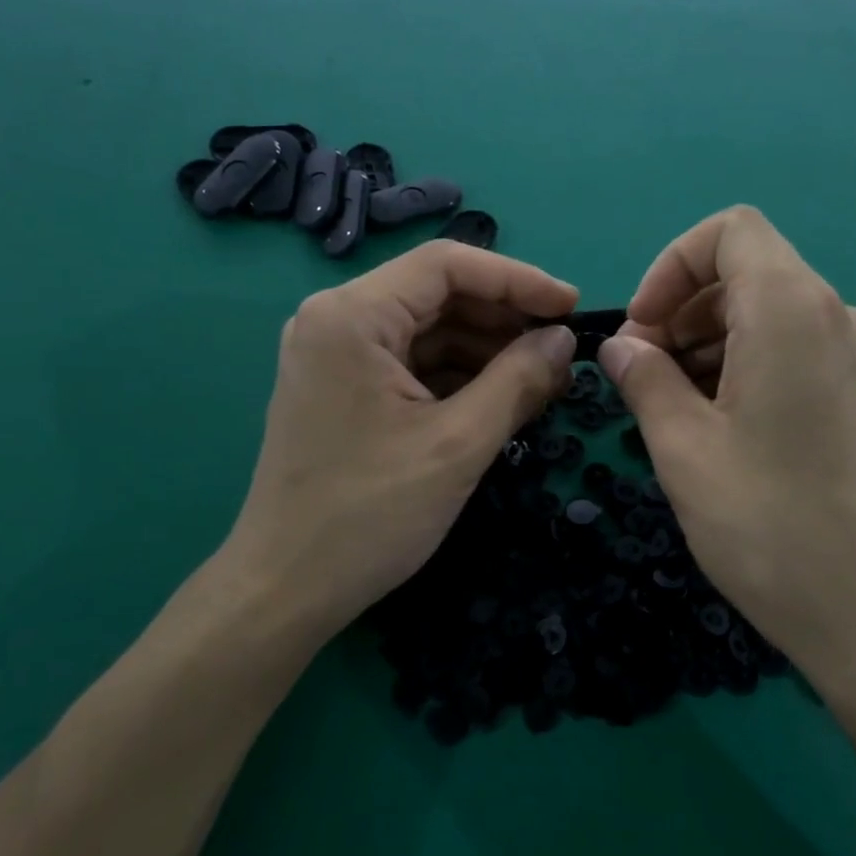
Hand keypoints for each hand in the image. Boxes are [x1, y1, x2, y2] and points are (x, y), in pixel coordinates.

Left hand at [221, 239, 578, 642]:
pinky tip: (501, 398)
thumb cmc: (369, 515)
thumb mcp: (458, 444)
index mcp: (351, 315)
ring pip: (427, 330)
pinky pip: (410, 362)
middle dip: (504, 320)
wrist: (284, 590)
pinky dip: (457, 376)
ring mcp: (334, 354)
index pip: (447, 265)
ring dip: (486, 350)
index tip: (571, 308)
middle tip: (562, 353)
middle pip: (437, 294)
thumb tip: (564, 340)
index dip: (518, 280)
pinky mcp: (341, 387)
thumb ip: (519, 380)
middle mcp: (335, 318)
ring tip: (543, 381)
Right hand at [596, 207, 855, 719]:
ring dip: (712, 342)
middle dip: (683, 310)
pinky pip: (801, 351)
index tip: (643, 331)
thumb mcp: (685, 451)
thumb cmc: (774, 529)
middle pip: (748, 273)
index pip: (729, 231)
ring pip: (772, 314)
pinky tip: (726, 429)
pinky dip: (751, 366)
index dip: (670, 267)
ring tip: (677, 410)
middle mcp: (840, 316)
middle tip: (644, 378)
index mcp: (792, 310)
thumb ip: (644, 381)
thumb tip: (621, 346)